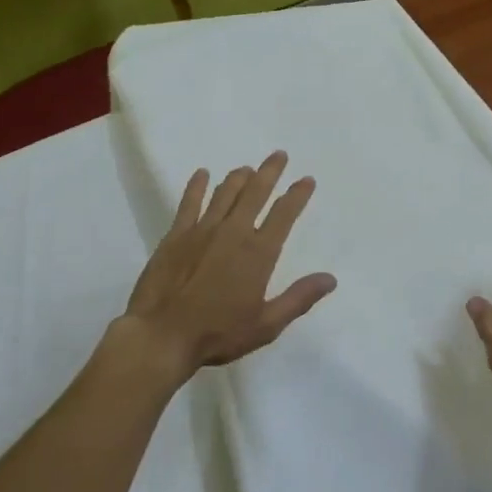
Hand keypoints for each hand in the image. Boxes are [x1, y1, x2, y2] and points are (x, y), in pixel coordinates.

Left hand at [120, 152, 335, 384]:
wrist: (161, 335)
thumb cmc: (217, 333)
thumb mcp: (266, 325)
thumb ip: (298, 299)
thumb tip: (330, 279)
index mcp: (258, 253)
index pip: (284, 214)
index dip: (297, 195)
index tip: (306, 180)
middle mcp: (233, 232)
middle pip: (255, 193)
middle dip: (270, 172)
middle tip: (278, 155)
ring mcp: (202, 230)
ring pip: (225, 193)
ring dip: (238, 177)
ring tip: (247, 168)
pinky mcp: (176, 235)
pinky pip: (189, 202)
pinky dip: (197, 186)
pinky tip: (202, 174)